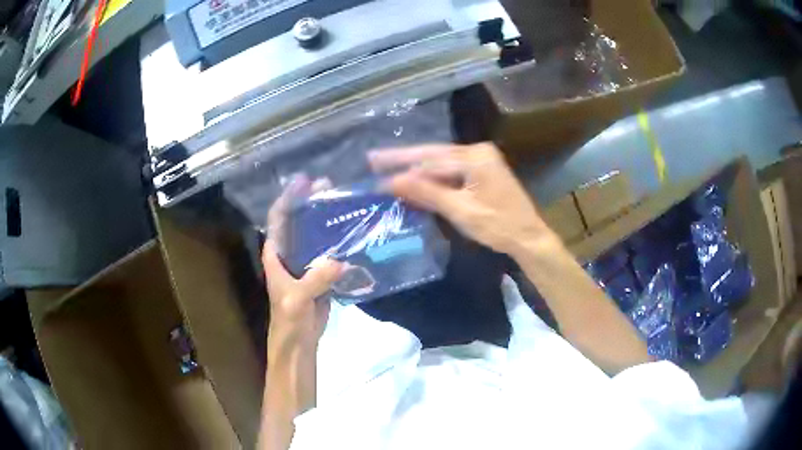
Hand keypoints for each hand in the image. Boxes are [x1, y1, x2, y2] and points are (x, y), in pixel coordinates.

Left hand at [263, 176, 341, 352]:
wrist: (299, 342)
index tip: (305, 181)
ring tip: (346, 204)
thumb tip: (340, 261)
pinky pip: (329, 253)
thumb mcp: (297, 300)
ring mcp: (305, 263)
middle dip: (312, 202)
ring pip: (315, 236)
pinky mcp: (320, 274)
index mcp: (276, 254)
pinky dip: (339, 243)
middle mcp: (289, 254)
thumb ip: (315, 280)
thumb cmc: (289, 320)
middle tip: (332, 186)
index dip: (289, 198)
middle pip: (299, 221)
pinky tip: (355, 233)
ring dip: (327, 220)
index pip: (278, 218)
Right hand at [369, 143, 558, 258]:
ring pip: (441, 163)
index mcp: (475, 156)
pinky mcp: (481, 172)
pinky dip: (433, 179)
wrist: (529, 237)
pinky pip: (451, 172)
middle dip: (404, 160)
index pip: (431, 159)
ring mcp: (481, 161)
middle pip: (434, 156)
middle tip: (374, 159)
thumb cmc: (498, 225)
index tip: (375, 167)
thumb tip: (392, 181)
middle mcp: (477, 152)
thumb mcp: (460, 210)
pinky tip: (415, 181)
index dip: (402, 166)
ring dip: (417, 170)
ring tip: (387, 168)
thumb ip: (426, 192)